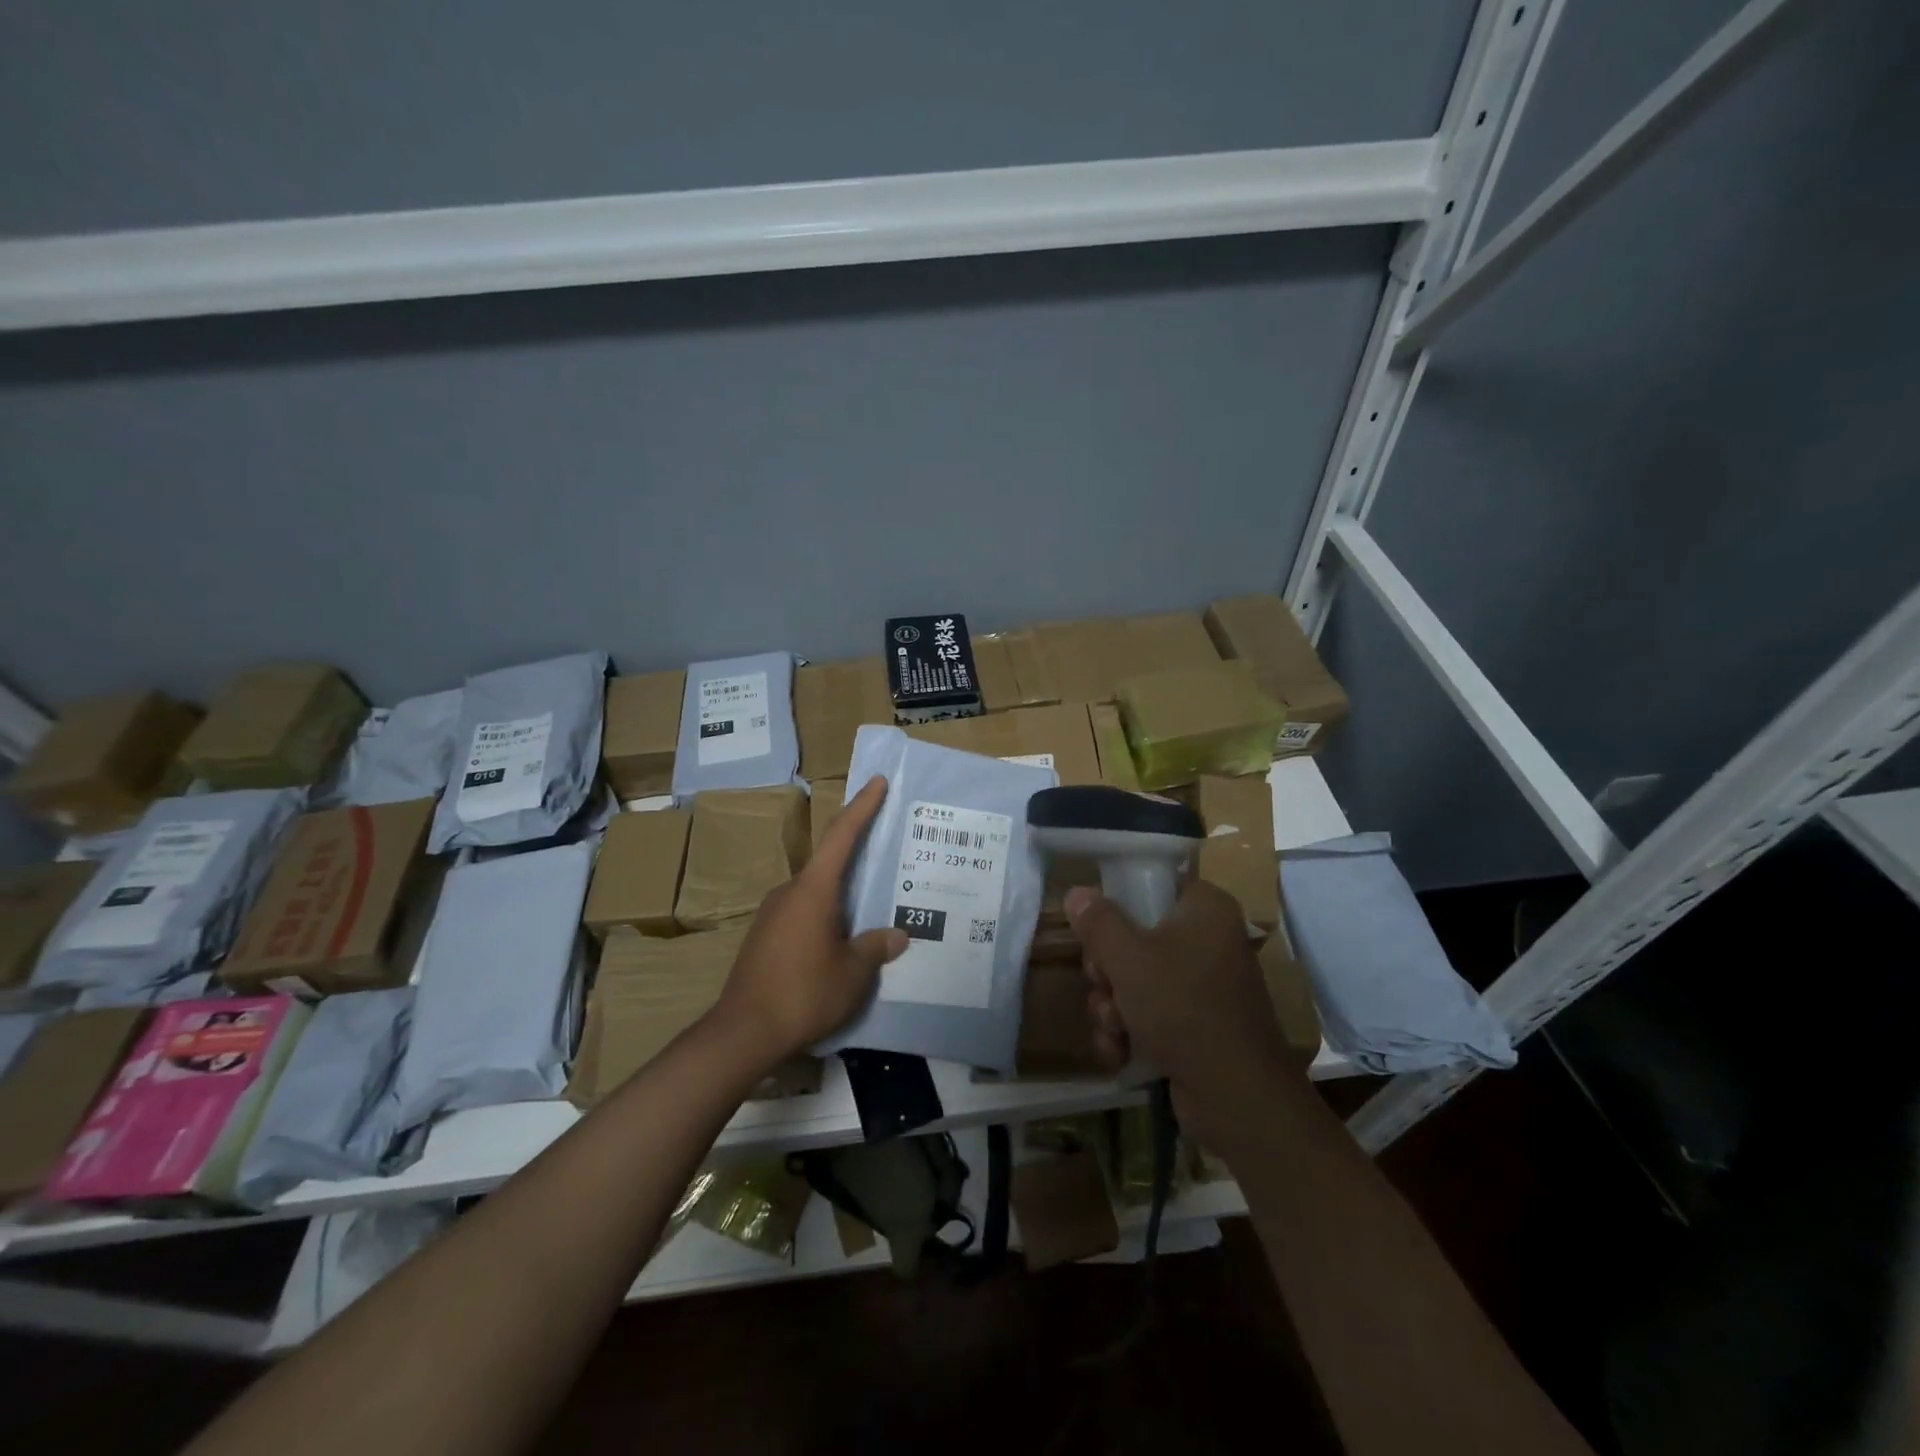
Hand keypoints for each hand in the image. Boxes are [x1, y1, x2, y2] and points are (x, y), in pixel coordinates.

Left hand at [713, 777, 907, 1064]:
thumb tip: (896, 935)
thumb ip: (875, 948)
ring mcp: (773, 915)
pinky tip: (842, 941)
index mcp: (814, 889)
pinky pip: (804, 915)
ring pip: (817, 893)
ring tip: (872, 909)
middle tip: (889, 856)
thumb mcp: (853, 973)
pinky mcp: (765, 938)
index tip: (877, 781)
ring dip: (843, 895)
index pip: (841, 835)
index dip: (862, 806)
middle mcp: (790, 892)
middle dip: (858, 856)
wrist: (743, 1033)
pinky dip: (827, 917)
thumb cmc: (804, 992)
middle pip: (829, 863)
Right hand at [1066, 877, 1296, 1151]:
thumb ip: (1098, 922)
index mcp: (1204, 909)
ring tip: (1114, 1028)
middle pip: (1134, 936)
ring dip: (1111, 1006)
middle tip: (1103, 986)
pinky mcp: (1195, 1025)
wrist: (1236, 1098)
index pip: (1153, 886)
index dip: (1118, 906)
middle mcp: (1207, 940)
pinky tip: (1119, 1052)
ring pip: (1134, 980)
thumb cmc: (1183, 1008)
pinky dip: (1129, 1032)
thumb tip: (1077, 893)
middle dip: (1107, 971)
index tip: (1097, 932)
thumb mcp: (1129, 958)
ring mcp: (1202, 986)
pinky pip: (1148, 1013)